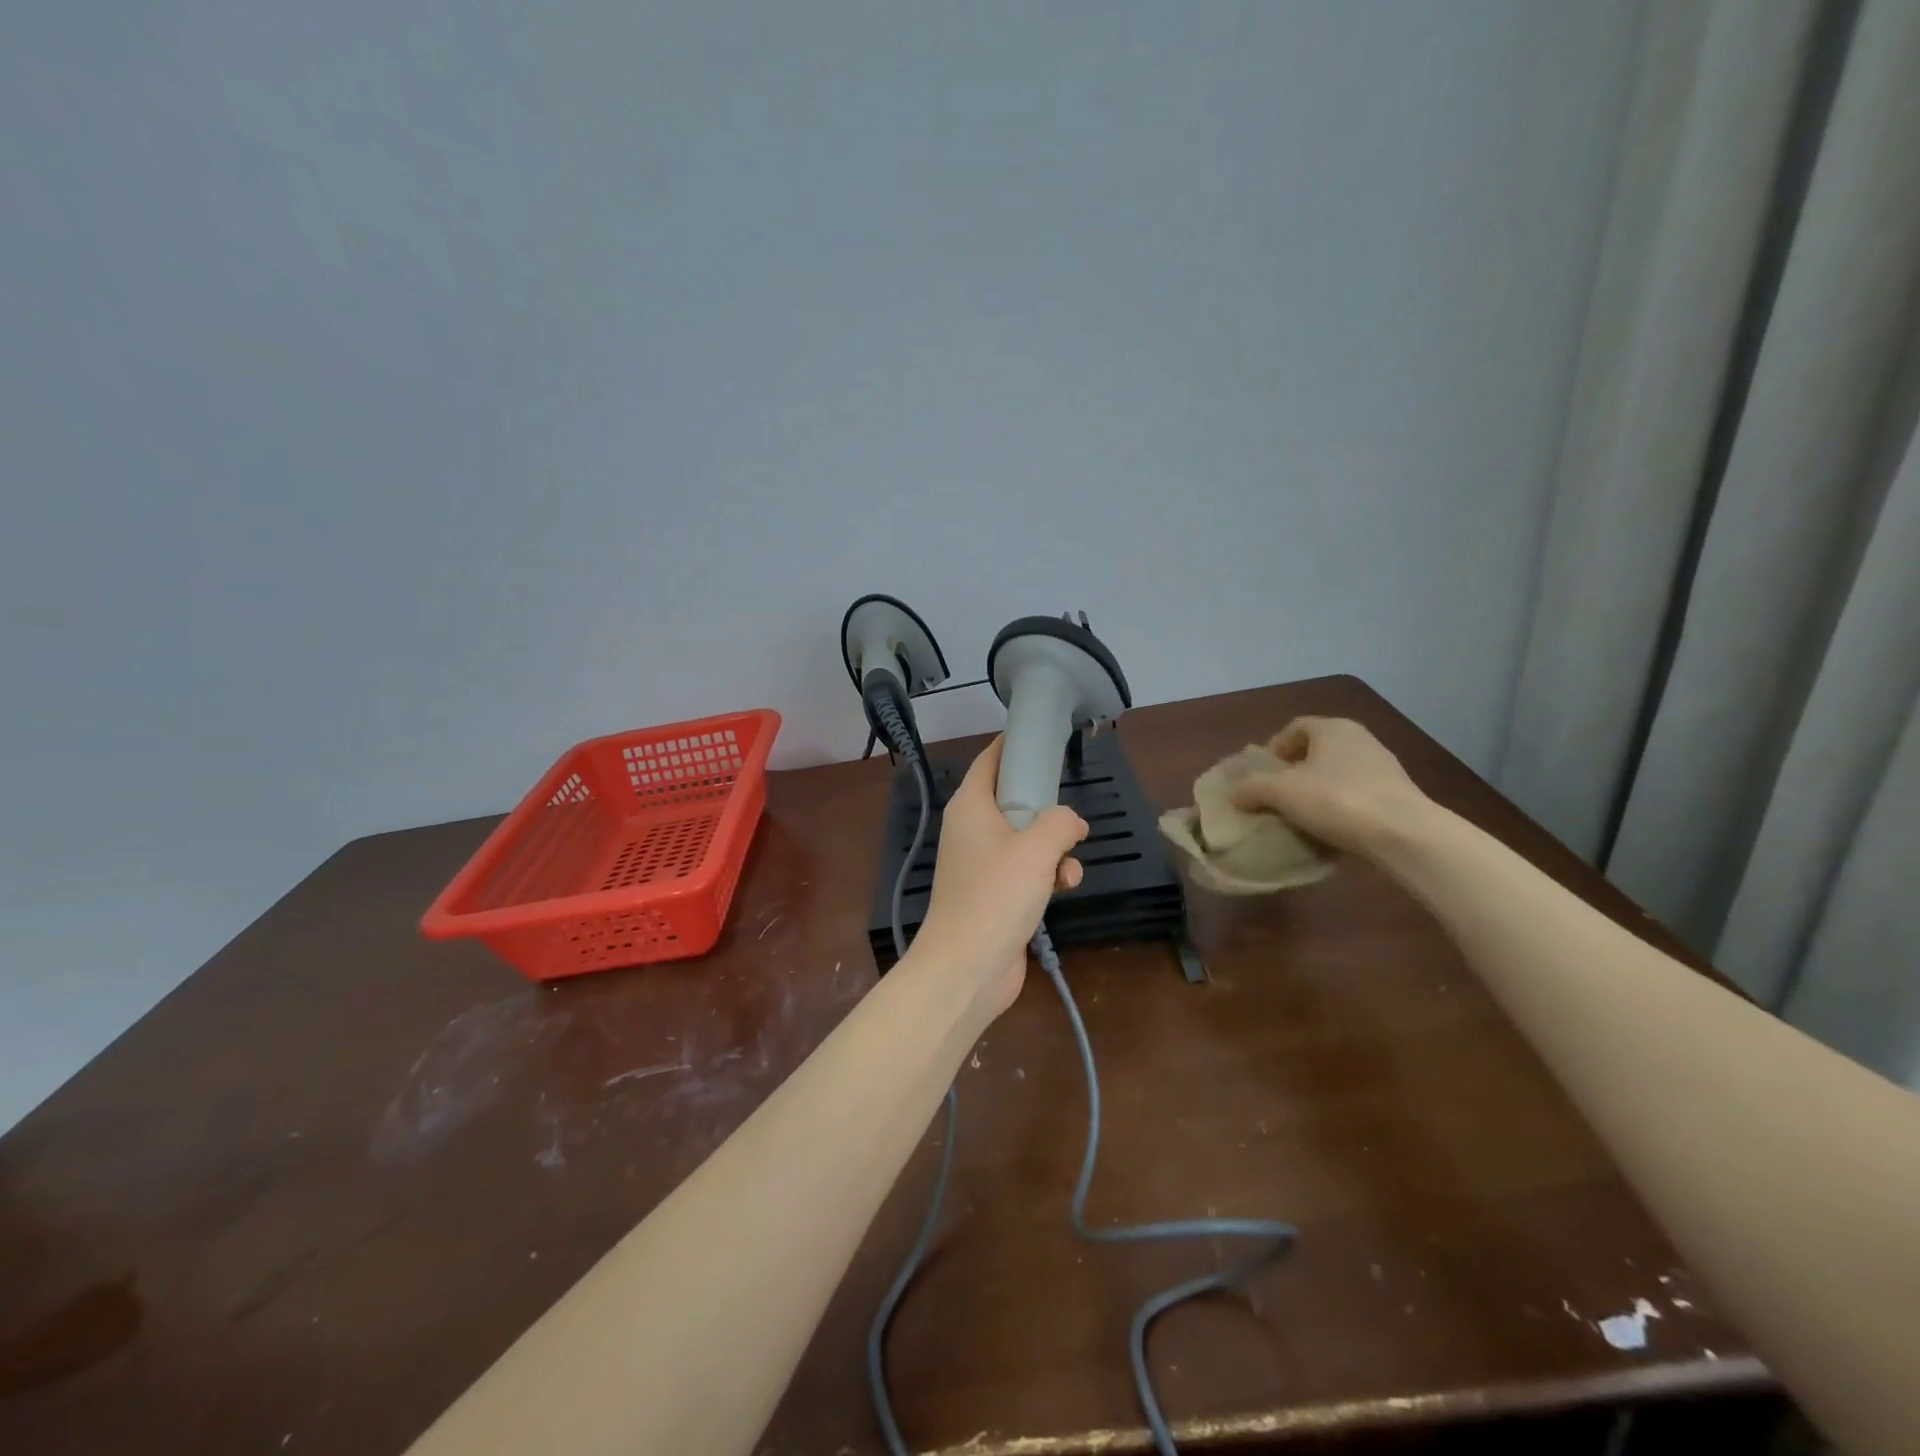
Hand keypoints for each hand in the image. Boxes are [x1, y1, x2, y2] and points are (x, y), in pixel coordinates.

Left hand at [912, 737, 1087, 1018]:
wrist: (967, 968)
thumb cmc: (995, 897)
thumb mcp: (1036, 849)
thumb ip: (1060, 822)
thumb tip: (1071, 822)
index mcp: (970, 806)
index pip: (990, 760)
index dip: (1014, 745)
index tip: (1044, 737)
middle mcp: (972, 829)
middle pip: (1013, 799)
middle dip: (1046, 806)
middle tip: (1069, 811)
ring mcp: (982, 863)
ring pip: (1027, 837)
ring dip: (1055, 847)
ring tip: (1067, 867)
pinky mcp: (995, 893)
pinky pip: (1027, 869)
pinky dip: (1048, 873)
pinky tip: (1064, 887)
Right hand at [1230, 717, 1432, 858]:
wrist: (1404, 834)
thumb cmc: (1337, 800)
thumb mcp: (1281, 792)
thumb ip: (1252, 788)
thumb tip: (1234, 793)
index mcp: (1332, 728)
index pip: (1295, 727)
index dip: (1273, 748)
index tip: (1261, 774)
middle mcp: (1360, 739)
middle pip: (1316, 750)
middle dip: (1293, 771)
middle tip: (1275, 795)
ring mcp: (1383, 766)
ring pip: (1337, 773)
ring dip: (1316, 790)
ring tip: (1300, 815)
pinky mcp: (1396, 794)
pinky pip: (1356, 794)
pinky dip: (1339, 806)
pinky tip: (1329, 828)